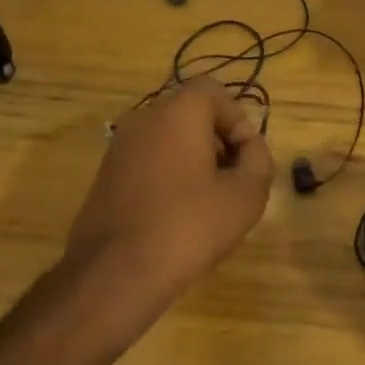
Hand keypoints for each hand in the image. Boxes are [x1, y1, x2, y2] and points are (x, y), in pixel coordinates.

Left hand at [66, 76, 273, 300]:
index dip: (237, 120)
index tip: (245, 159)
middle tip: (233, 182)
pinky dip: (169, 177)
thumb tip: (249, 148)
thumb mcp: (246, 195)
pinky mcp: (105, 177)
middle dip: (218, 142)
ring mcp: (119, 148)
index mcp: (177, 113)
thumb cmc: (189, 226)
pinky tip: (177, 218)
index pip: (213, 91)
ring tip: (208, 204)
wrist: (115, 272)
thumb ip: (258, 160)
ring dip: (194, 161)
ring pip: (168, 140)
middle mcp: (143, 119)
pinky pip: (148, 162)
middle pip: (190, 115)